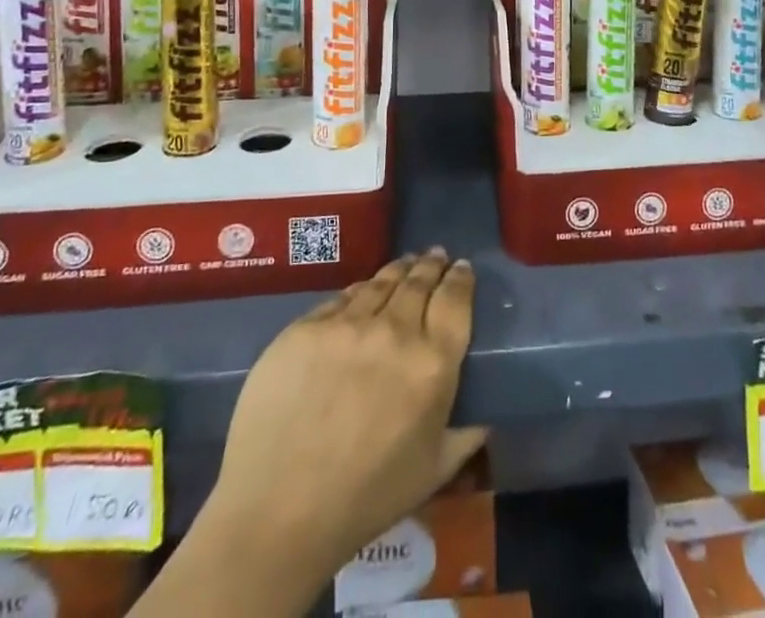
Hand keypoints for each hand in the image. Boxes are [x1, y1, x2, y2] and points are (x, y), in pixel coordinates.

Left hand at [201, 251, 484, 575]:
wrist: (279, 509)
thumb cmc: (366, 498)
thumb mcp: (434, 471)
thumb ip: (467, 433)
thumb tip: (485, 410)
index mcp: (432, 363)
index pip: (455, 301)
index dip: (461, 279)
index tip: (462, 268)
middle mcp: (395, 331)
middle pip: (419, 281)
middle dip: (431, 265)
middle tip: (436, 256)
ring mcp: (347, 324)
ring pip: (381, 282)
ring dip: (398, 270)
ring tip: (405, 264)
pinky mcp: (307, 325)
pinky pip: (342, 299)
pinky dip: (360, 291)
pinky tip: (363, 292)